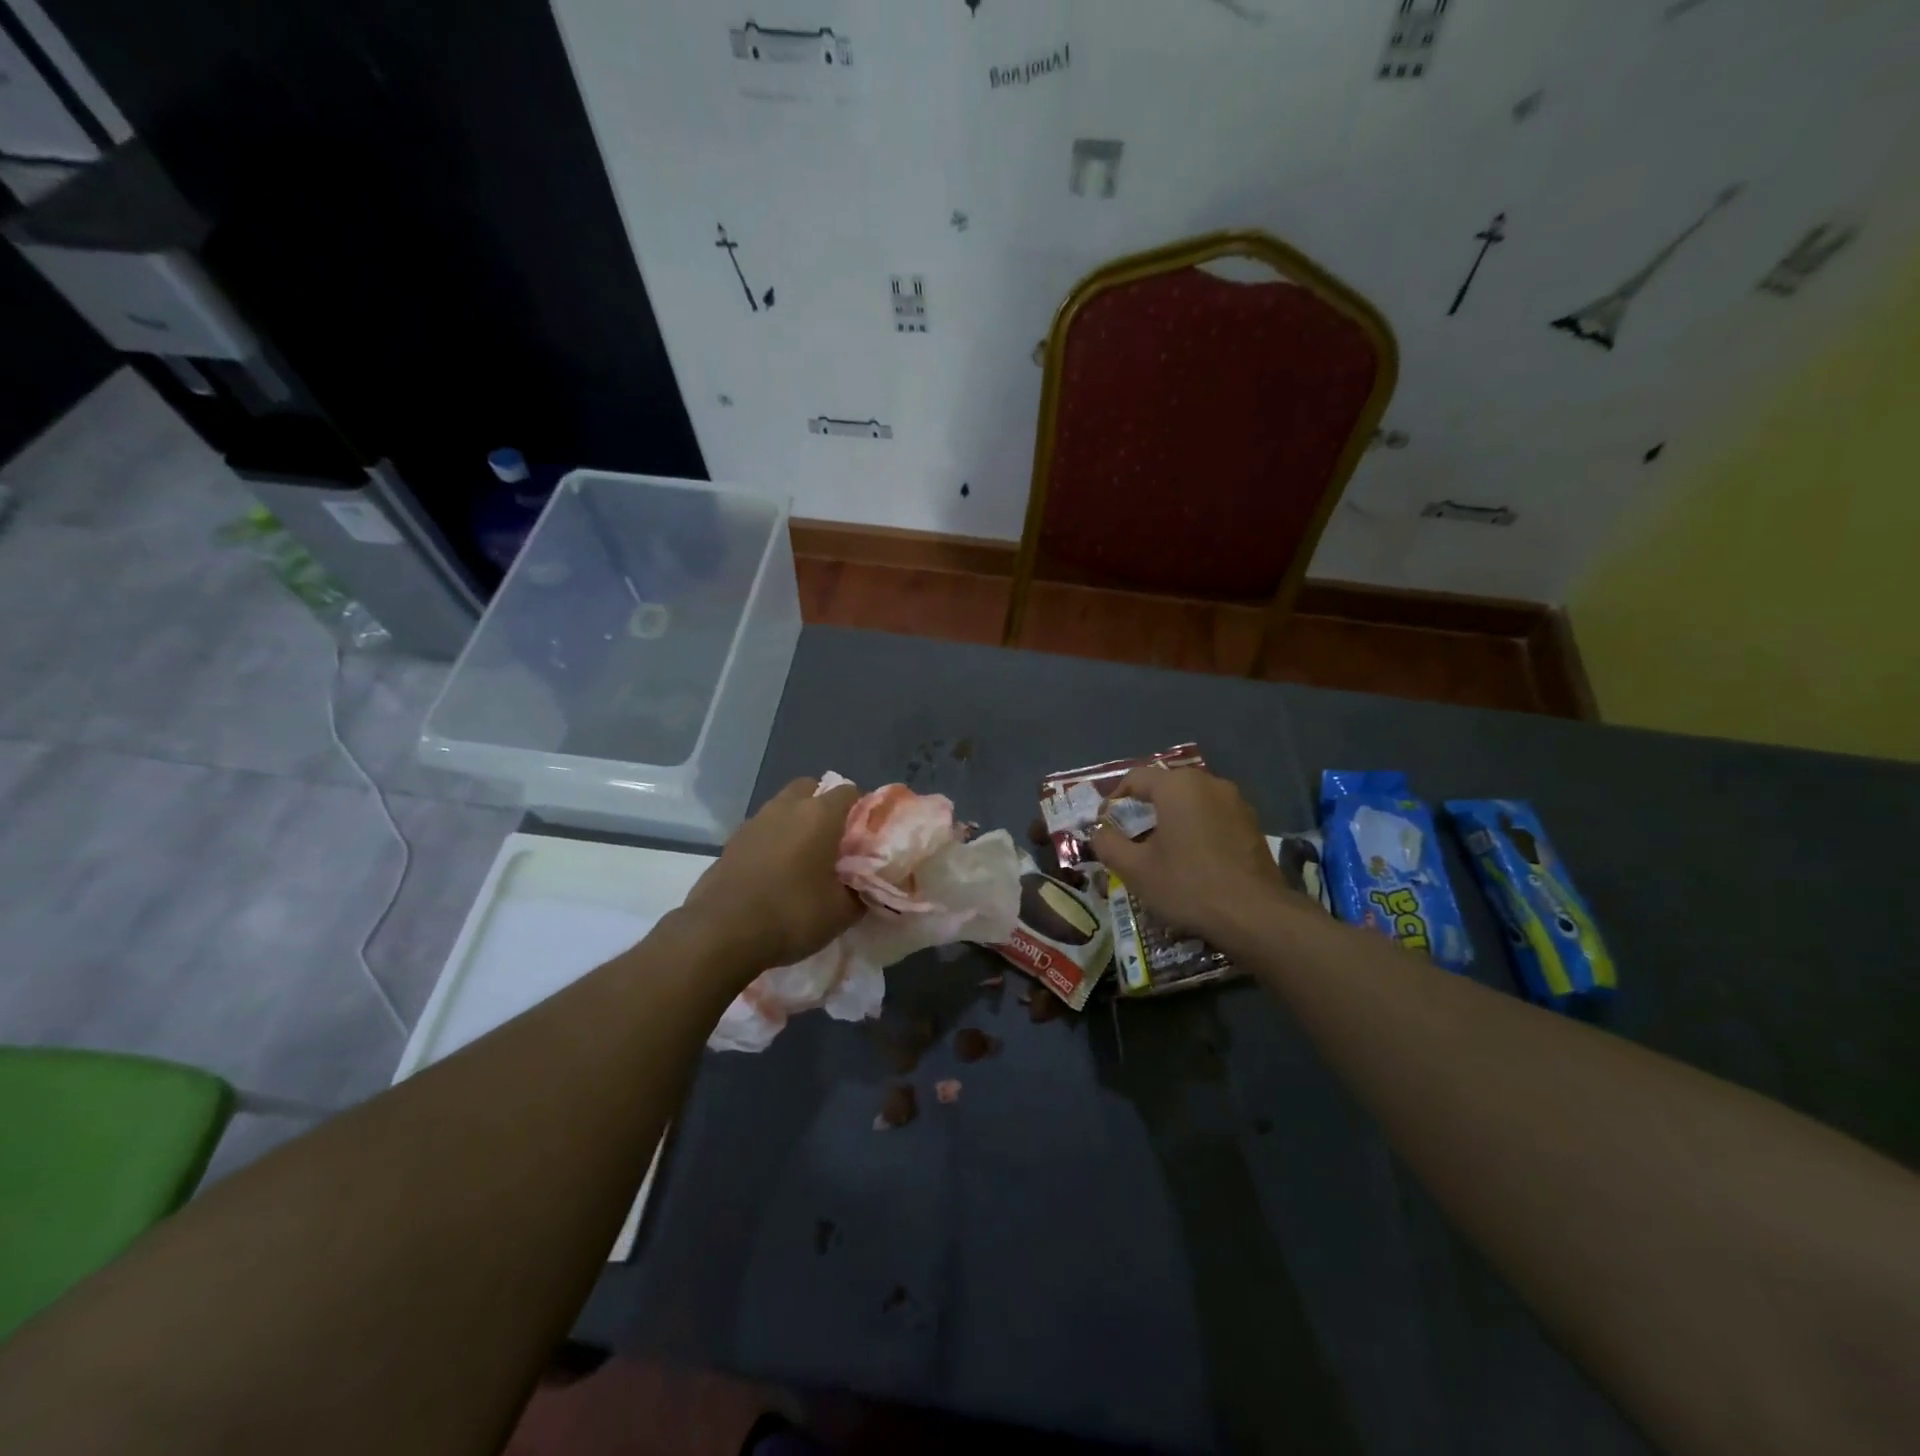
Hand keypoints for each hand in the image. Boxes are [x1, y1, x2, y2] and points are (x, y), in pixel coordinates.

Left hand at [678, 777, 862, 976]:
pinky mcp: (731, 842)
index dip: (863, 810)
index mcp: (819, 814)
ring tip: (805, 858)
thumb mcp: (843, 912)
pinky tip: (776, 872)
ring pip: (783, 807)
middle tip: (835, 840)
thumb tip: (870, 884)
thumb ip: (863, 890)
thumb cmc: (791, 914)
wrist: (721, 933)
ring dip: (796, 823)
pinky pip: (762, 830)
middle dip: (825, 806)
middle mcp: (786, 807)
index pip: (850, 792)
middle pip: (811, 788)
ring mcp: (754, 822)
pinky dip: (773, 841)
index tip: (867, 836)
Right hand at [1090, 767, 1295, 943]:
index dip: (1113, 800)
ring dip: (1172, 820)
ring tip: (1161, 851)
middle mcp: (1209, 783)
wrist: (1254, 915)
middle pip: (1165, 788)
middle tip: (1130, 839)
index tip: (1105, 825)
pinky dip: (1197, 830)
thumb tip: (1099, 832)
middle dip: (1144, 810)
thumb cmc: (1187, 885)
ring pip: (1192, 803)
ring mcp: (1236, 802)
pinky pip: (1214, 818)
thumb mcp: (1134, 869)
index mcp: (1178, 786)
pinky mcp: (1253, 825)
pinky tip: (1193, 860)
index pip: (1135, 778)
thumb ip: (1108, 844)